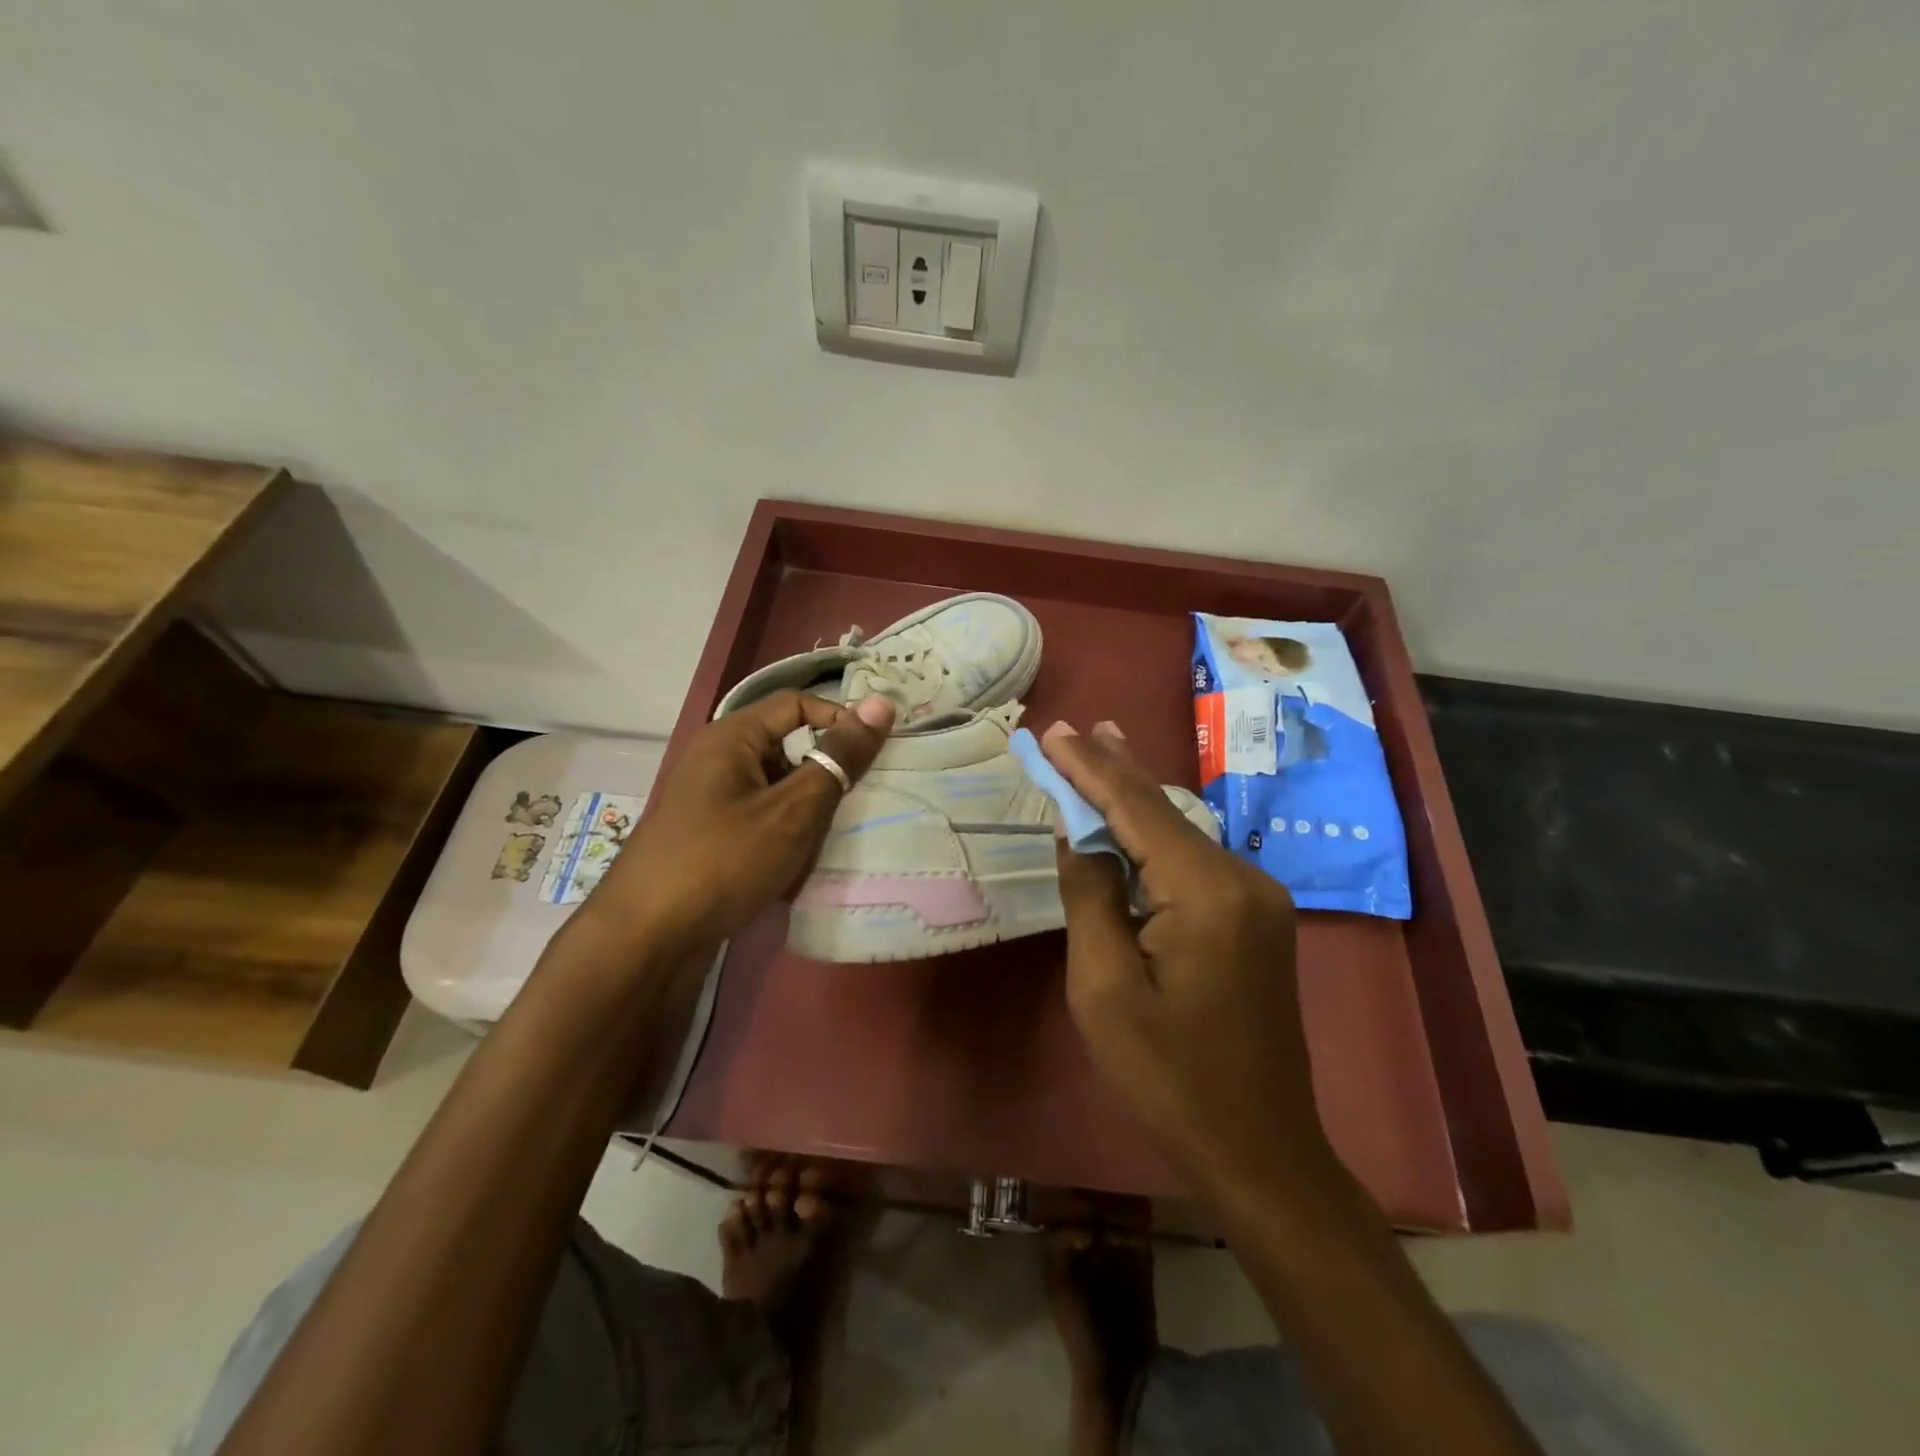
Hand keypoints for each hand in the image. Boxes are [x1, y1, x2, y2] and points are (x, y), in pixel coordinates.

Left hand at [590, 690, 894, 958]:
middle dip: (824, 773)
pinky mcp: (708, 835)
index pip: (796, 705)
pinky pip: (759, 817)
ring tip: (828, 838)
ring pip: (775, 788)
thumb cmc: (724, 861)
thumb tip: (880, 705)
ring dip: (806, 809)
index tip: (875, 753)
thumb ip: (838, 758)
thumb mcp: (793, 810)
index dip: (839, 720)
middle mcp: (716, 759)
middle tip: (858, 800)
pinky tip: (797, 863)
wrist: (647, 938)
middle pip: (786, 746)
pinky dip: (784, 832)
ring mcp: (709, 799)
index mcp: (730, 737)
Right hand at [1041, 720, 1337, 1203]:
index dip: (1090, 768)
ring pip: (1182, 833)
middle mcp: (1243, 879)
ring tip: (1101, 750)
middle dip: (1115, 768)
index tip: (1053, 733)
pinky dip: (1155, 837)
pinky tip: (1133, 819)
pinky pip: (1195, 862)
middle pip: (1166, 810)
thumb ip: (1090, 897)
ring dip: (1135, 798)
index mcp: (1207, 892)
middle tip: (1078, 728)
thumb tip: (1078, 834)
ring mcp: (1258, 898)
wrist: (1260, 1150)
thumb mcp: (1103, 989)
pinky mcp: (1257, 919)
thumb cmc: (1168, 1077)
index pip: (1137, 809)